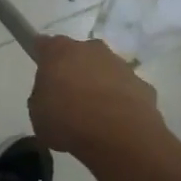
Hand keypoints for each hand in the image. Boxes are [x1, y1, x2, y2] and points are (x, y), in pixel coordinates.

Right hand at [28, 34, 165, 162]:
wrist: (119, 136)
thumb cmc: (67, 121)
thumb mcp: (37, 113)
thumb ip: (42, 98)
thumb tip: (52, 97)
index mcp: (59, 51)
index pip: (45, 44)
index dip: (42, 57)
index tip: (42, 73)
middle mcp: (91, 49)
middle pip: (78, 55)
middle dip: (74, 71)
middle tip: (67, 98)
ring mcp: (120, 65)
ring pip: (104, 71)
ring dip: (98, 86)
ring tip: (93, 116)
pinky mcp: (143, 84)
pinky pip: (125, 90)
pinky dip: (120, 102)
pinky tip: (115, 124)